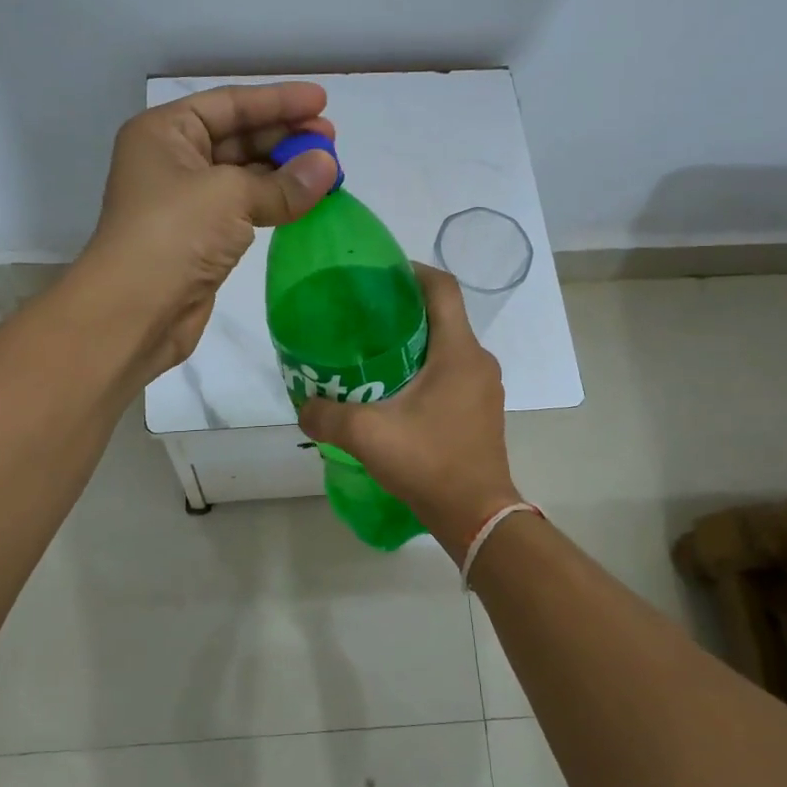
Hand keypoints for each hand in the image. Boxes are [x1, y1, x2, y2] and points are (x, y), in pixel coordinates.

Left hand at [82, 83, 338, 373]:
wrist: (135, 311)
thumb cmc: (173, 234)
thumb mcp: (230, 195)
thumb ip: (283, 182)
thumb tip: (328, 168)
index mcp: (164, 132)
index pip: (229, 104)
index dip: (277, 101)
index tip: (322, 101)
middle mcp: (172, 160)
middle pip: (237, 136)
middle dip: (284, 136)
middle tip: (331, 140)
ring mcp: (186, 202)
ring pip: (243, 175)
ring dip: (283, 171)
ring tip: (329, 169)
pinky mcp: (201, 238)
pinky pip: (245, 209)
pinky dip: (275, 203)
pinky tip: (306, 200)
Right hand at [297, 264, 522, 555]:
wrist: (476, 515)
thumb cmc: (428, 463)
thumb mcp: (367, 435)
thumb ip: (326, 416)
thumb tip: (303, 406)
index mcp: (458, 352)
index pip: (442, 288)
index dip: (412, 271)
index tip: (379, 274)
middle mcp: (477, 361)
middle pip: (443, 315)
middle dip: (404, 309)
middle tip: (363, 317)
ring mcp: (484, 387)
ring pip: (448, 346)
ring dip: (414, 342)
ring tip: (374, 353)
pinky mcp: (481, 409)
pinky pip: (452, 372)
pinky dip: (425, 368)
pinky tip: (395, 390)